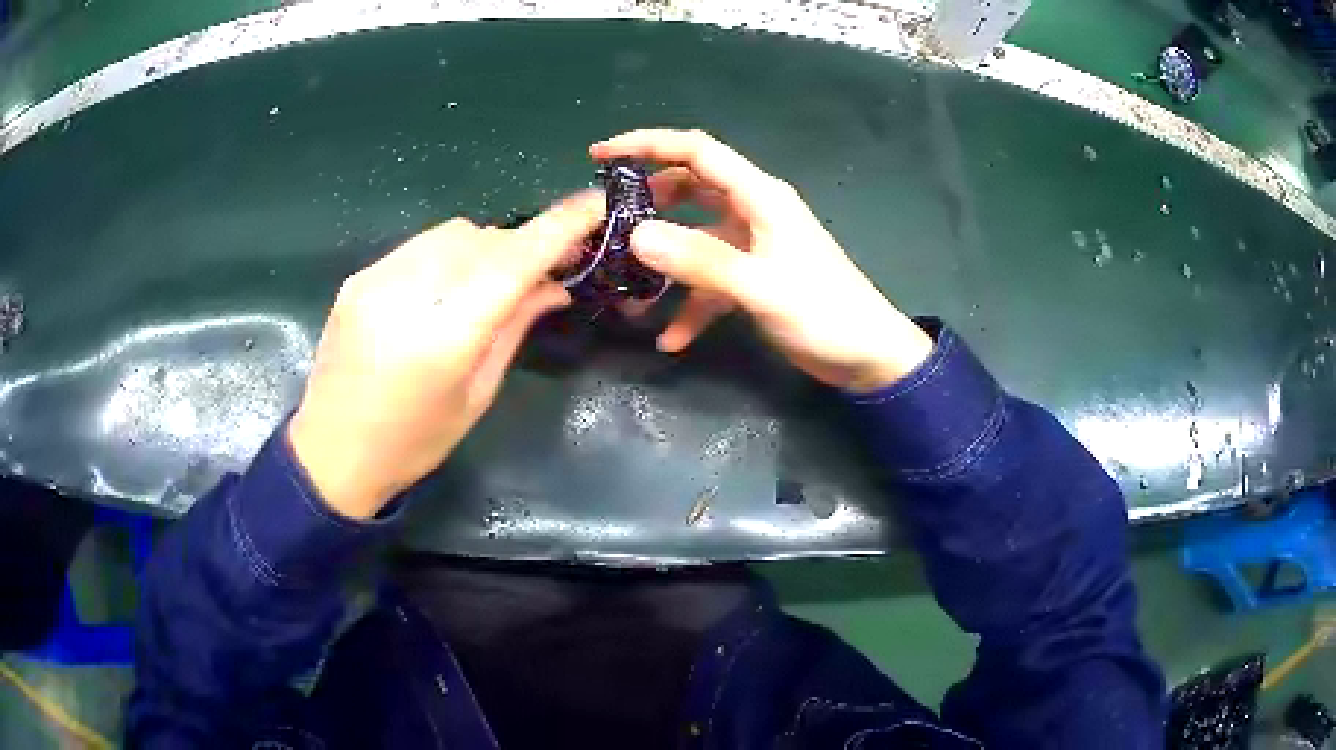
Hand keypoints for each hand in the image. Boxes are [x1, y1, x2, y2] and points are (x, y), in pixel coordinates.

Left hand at [288, 193, 603, 517]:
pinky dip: (447, 256)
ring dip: (484, 248)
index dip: (560, 227)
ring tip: (488, 284)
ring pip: (452, 233)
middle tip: (541, 272)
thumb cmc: (413, 443)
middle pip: (484, 239)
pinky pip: (419, 246)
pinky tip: (444, 289)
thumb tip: (555, 285)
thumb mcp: (475, 396)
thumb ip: (514, 329)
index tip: (595, 205)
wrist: (332, 453)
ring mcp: (376, 280)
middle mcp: (408, 295)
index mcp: (444, 338)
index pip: (512, 262)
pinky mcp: (358, 278)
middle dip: (521, 247)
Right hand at [590, 129, 932, 392]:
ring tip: (628, 289)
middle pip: (690, 189)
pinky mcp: (754, 278)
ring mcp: (752, 246)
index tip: (599, 154)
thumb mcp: (761, 287)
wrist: (869, 357)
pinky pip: (710, 282)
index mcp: (760, 197)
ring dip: (664, 262)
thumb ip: (700, 261)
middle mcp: (753, 211)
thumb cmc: (825, 313)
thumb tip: (636, 236)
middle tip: (607, 222)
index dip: (647, 145)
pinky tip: (672, 339)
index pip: (696, 151)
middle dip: (648, 202)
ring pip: (694, 239)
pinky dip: (690, 305)